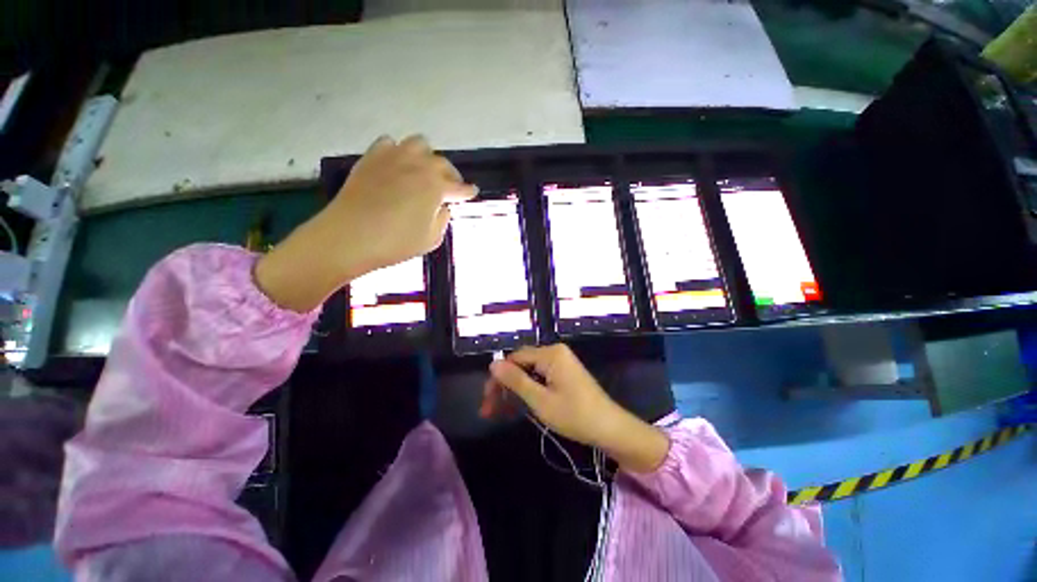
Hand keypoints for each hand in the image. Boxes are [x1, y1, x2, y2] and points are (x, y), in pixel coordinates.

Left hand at [255, 135, 476, 311]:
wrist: (349, 237)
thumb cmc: (395, 243)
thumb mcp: (431, 239)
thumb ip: (443, 219)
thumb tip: (443, 207)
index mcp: (436, 186)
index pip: (459, 187)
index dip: (468, 191)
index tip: (473, 191)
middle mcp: (418, 166)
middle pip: (442, 163)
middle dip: (451, 175)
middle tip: (450, 187)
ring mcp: (394, 157)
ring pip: (419, 144)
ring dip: (427, 157)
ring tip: (425, 171)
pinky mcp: (371, 157)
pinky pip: (390, 143)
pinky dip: (399, 152)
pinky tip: (397, 165)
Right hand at [484, 344, 669, 473]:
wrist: (611, 429)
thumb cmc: (575, 415)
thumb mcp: (540, 400)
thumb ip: (515, 380)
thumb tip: (493, 364)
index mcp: (550, 354)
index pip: (514, 359)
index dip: (498, 379)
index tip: (486, 401)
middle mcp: (554, 352)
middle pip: (520, 365)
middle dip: (504, 387)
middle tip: (489, 411)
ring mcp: (560, 362)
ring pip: (528, 373)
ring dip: (513, 391)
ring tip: (499, 413)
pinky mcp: (564, 373)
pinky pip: (539, 377)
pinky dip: (528, 391)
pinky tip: (517, 406)